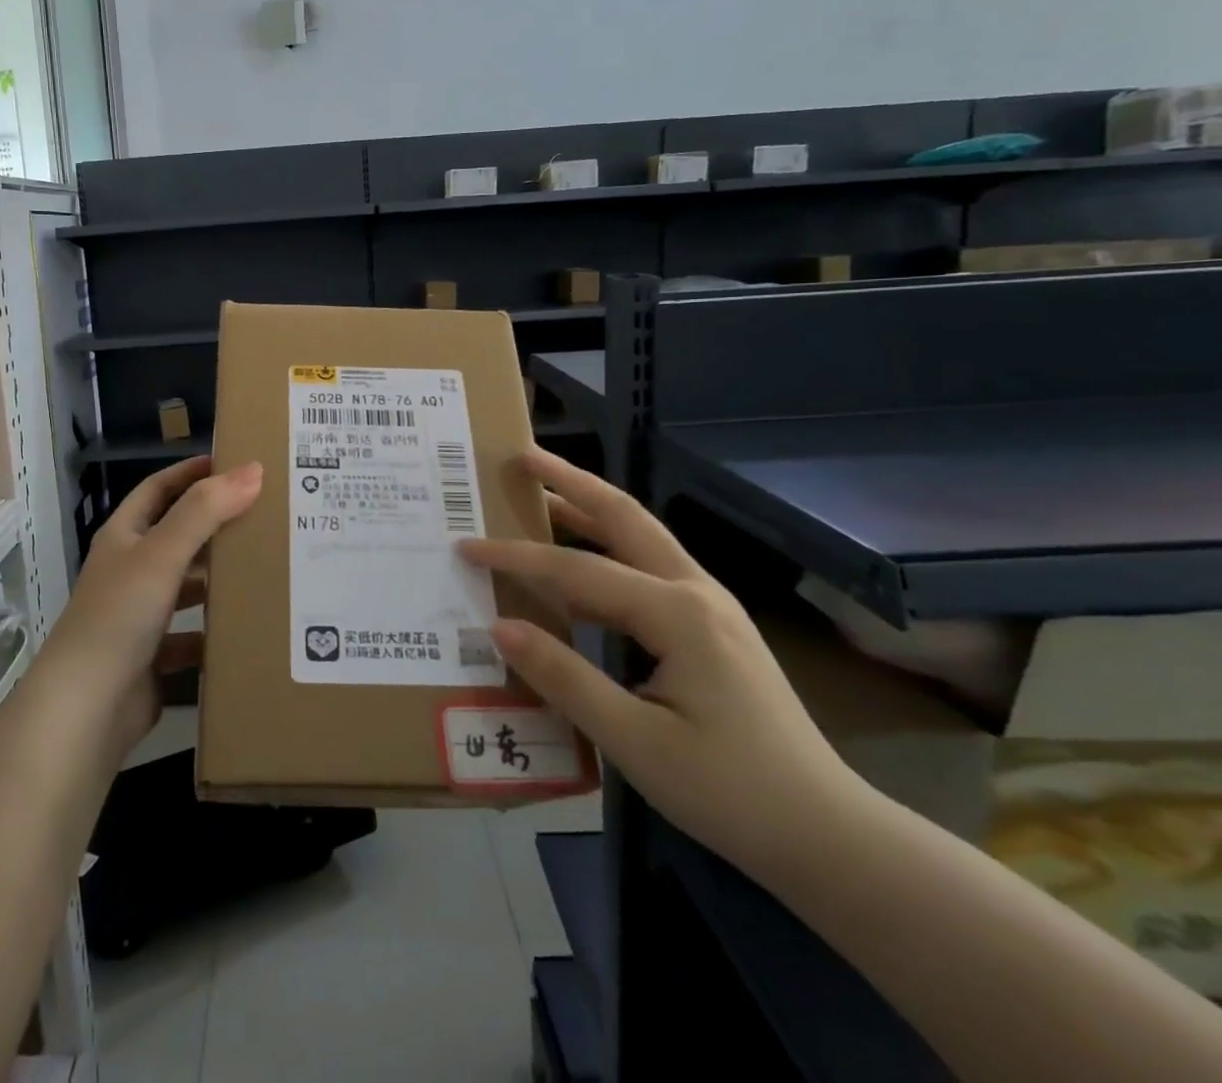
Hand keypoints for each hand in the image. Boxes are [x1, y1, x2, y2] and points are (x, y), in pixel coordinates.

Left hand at [42, 456, 261, 756]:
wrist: (86, 709)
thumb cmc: (119, 616)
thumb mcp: (162, 554)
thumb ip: (205, 511)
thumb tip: (252, 470)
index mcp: (123, 538)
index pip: (159, 489)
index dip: (191, 473)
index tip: (235, 465)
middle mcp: (129, 570)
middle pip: (177, 536)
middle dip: (215, 526)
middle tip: (265, 516)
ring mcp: (138, 615)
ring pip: (186, 586)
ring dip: (217, 578)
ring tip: (264, 568)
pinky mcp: (151, 655)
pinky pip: (190, 635)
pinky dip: (213, 631)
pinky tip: (245, 627)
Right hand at [460, 449, 863, 882]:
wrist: (828, 836)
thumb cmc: (730, 790)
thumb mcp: (635, 742)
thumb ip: (564, 677)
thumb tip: (499, 626)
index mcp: (678, 613)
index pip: (578, 569)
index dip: (517, 556)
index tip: (466, 545)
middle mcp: (695, 592)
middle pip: (623, 517)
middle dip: (571, 481)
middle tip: (522, 457)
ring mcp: (708, 607)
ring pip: (639, 539)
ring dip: (588, 511)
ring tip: (539, 496)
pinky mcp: (710, 629)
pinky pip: (646, 573)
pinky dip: (604, 554)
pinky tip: (577, 571)